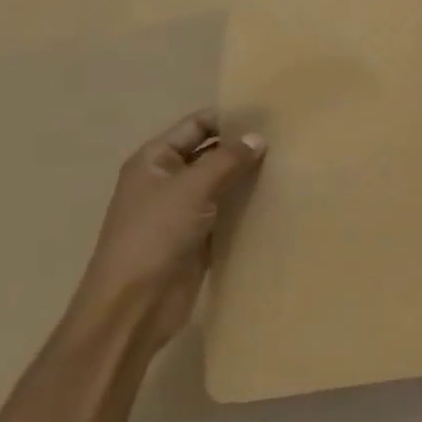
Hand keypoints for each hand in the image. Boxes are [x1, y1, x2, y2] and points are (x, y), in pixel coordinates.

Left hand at [68, 109, 265, 358]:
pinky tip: (277, 197)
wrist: (133, 308)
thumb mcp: (191, 188)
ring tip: (289, 163)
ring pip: (222, 183)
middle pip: (211, 152)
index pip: (197, 125)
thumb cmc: (154, 236)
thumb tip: (258, 137)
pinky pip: (228, 212)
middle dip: (243, 146)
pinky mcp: (198, 238)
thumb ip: (227, 159)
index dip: (229, 117)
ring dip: (248, 176)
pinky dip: (247, 205)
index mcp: (155, 160)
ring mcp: (183, 211)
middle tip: (287, 138)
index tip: (269, 113)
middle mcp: (168, 180)